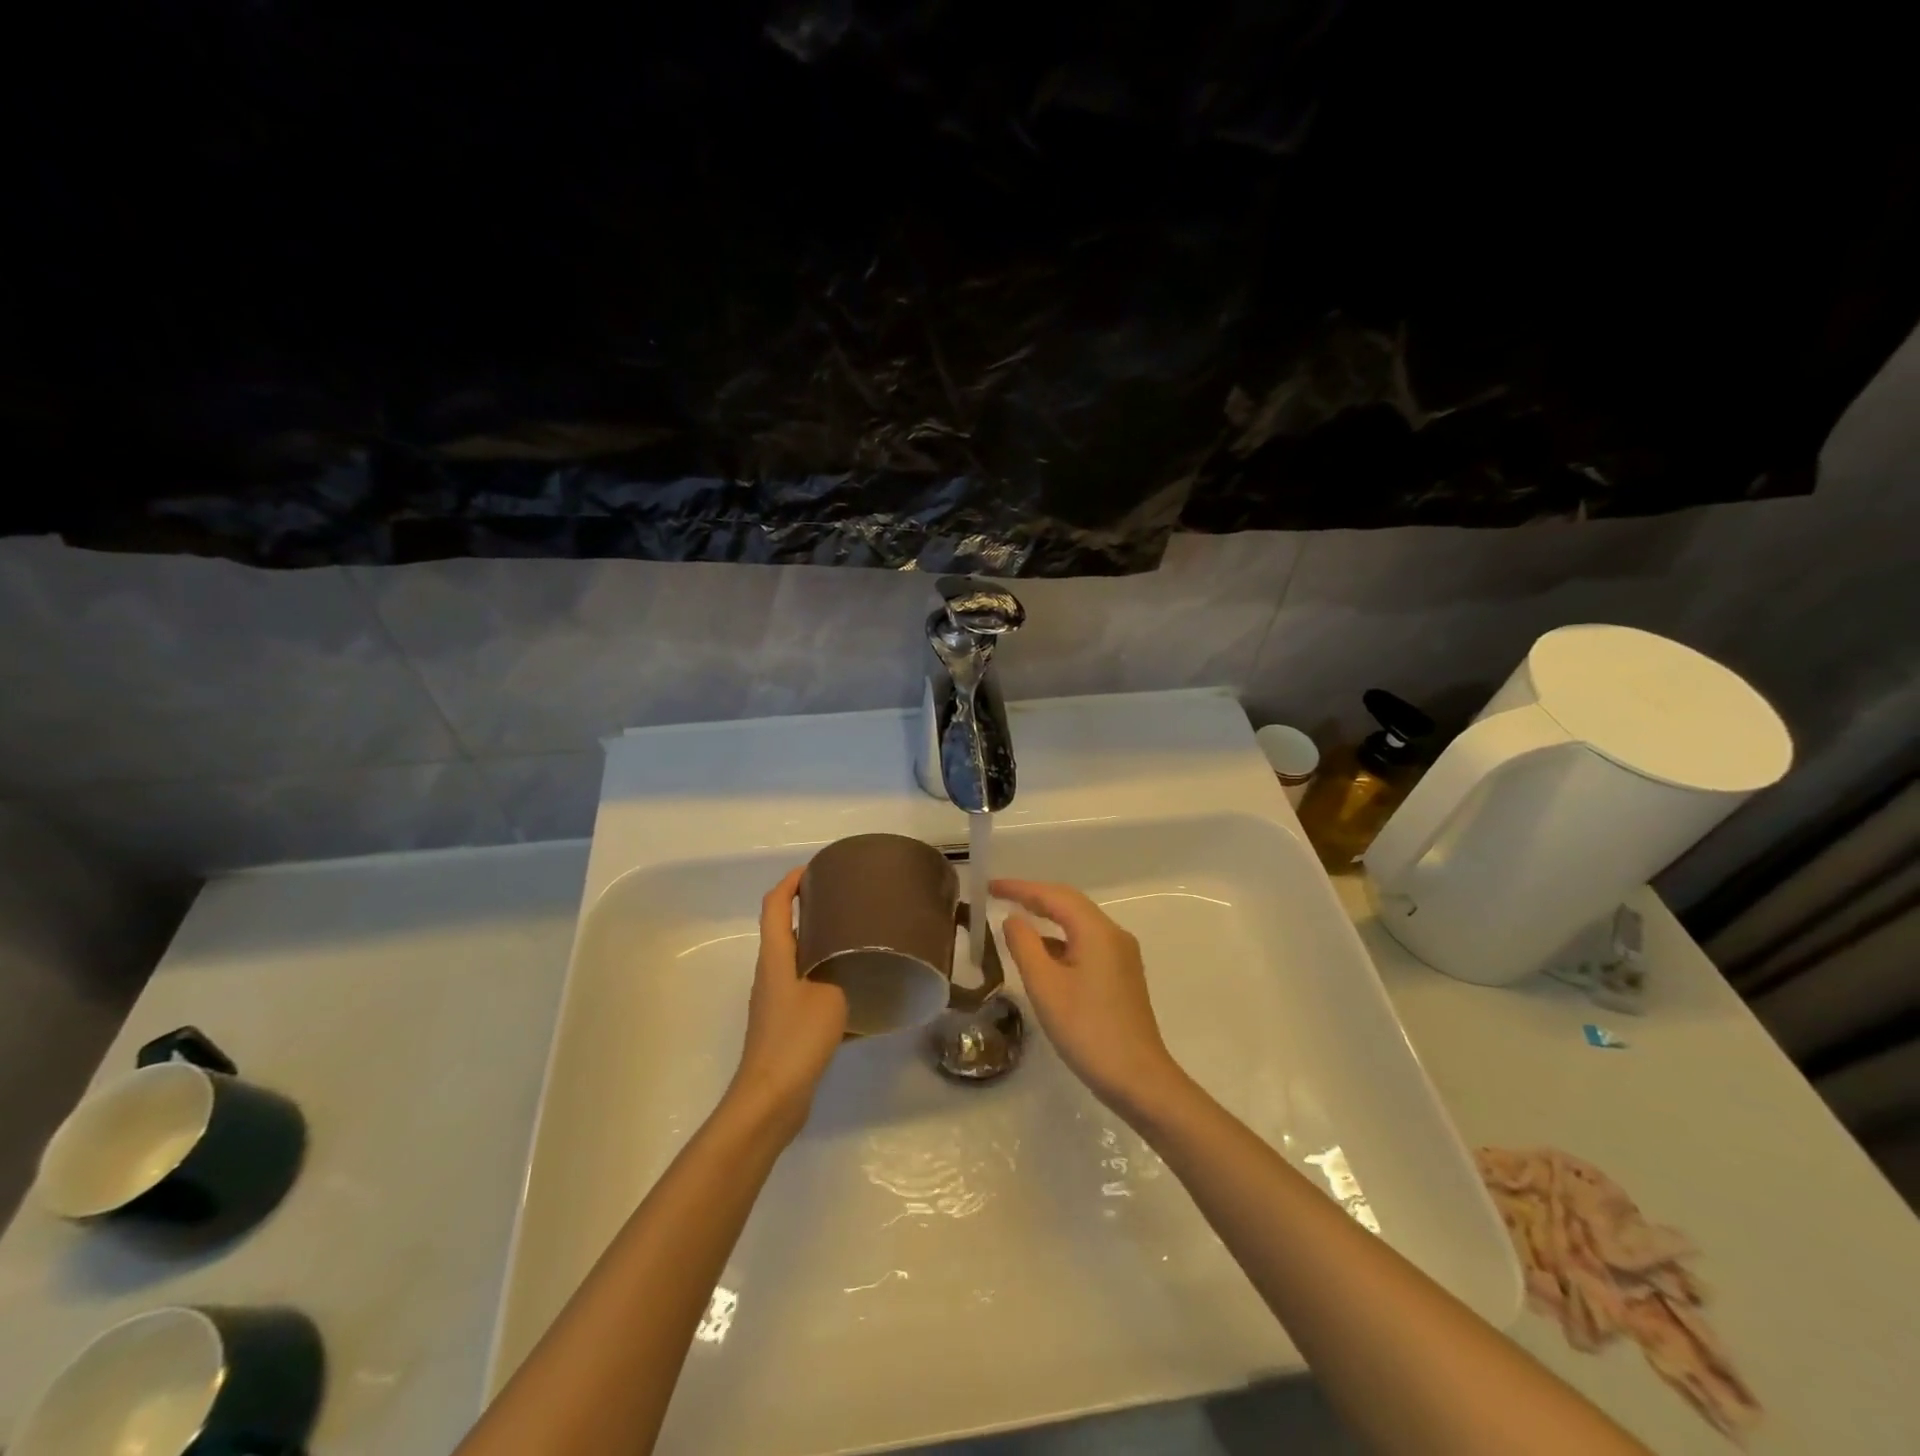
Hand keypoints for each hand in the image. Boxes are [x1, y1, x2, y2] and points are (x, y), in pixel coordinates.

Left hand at [726, 867, 847, 1139]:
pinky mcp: (783, 1024)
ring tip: (854, 940)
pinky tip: (852, 991)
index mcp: (776, 957)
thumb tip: (856, 962)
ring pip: (796, 959)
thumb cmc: (796, 1039)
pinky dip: (825, 978)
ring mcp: (775, 1000)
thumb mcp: (831, 997)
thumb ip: (842, 973)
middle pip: (784, 929)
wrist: (770, 1098)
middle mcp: (770, 973)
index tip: (814, 869)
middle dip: (809, 910)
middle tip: (846, 903)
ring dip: (819, 945)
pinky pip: (805, 987)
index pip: (775, 905)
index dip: (790, 882)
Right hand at [991, 878, 1185, 1118]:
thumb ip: (1024, 946)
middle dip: (1034, 897)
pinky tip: (1041, 955)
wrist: (1138, 1079)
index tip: (990, 886)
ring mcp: (1121, 956)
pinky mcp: (1121, 976)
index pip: (1054, 895)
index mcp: (1097, 931)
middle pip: (1069, 903)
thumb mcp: (1045, 987)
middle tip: (999, 896)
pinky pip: (1086, 944)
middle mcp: (1113, 935)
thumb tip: (1013, 919)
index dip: (1020, 888)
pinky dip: (1060, 940)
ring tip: (1015, 920)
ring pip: (1078, 924)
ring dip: (1047, 918)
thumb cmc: (1087, 1030)